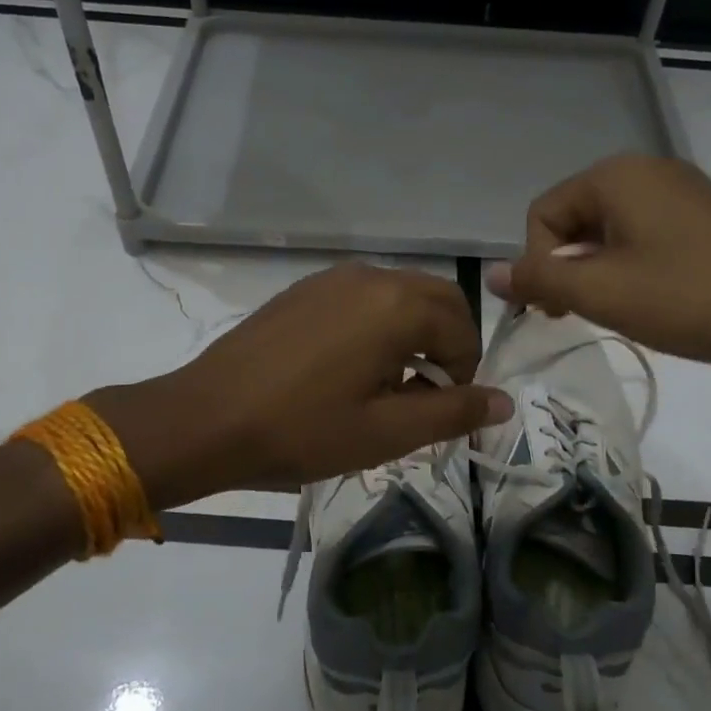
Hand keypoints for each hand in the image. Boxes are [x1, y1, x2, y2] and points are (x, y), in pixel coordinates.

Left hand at [87, 264, 511, 507]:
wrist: (207, 418)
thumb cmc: (303, 430)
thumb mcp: (387, 433)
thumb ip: (453, 413)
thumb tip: (503, 401)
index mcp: (397, 306)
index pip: (462, 328)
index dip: (465, 372)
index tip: (442, 409)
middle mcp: (371, 277)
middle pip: (437, 299)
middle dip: (447, 343)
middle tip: (426, 393)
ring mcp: (333, 278)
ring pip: (400, 295)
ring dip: (413, 332)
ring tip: (388, 384)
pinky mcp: (305, 289)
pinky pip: (364, 297)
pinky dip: (379, 323)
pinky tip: (350, 367)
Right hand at [486, 154, 710, 380]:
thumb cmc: (689, 299)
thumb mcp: (602, 293)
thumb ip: (539, 280)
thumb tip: (492, 275)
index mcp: (617, 175)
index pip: (543, 213)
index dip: (538, 263)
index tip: (556, 309)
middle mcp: (647, 171)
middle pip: (575, 219)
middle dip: (567, 268)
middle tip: (582, 315)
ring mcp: (682, 192)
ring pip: (610, 232)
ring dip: (598, 273)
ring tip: (620, 311)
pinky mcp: (706, 219)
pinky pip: (645, 237)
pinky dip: (632, 269)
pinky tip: (653, 302)